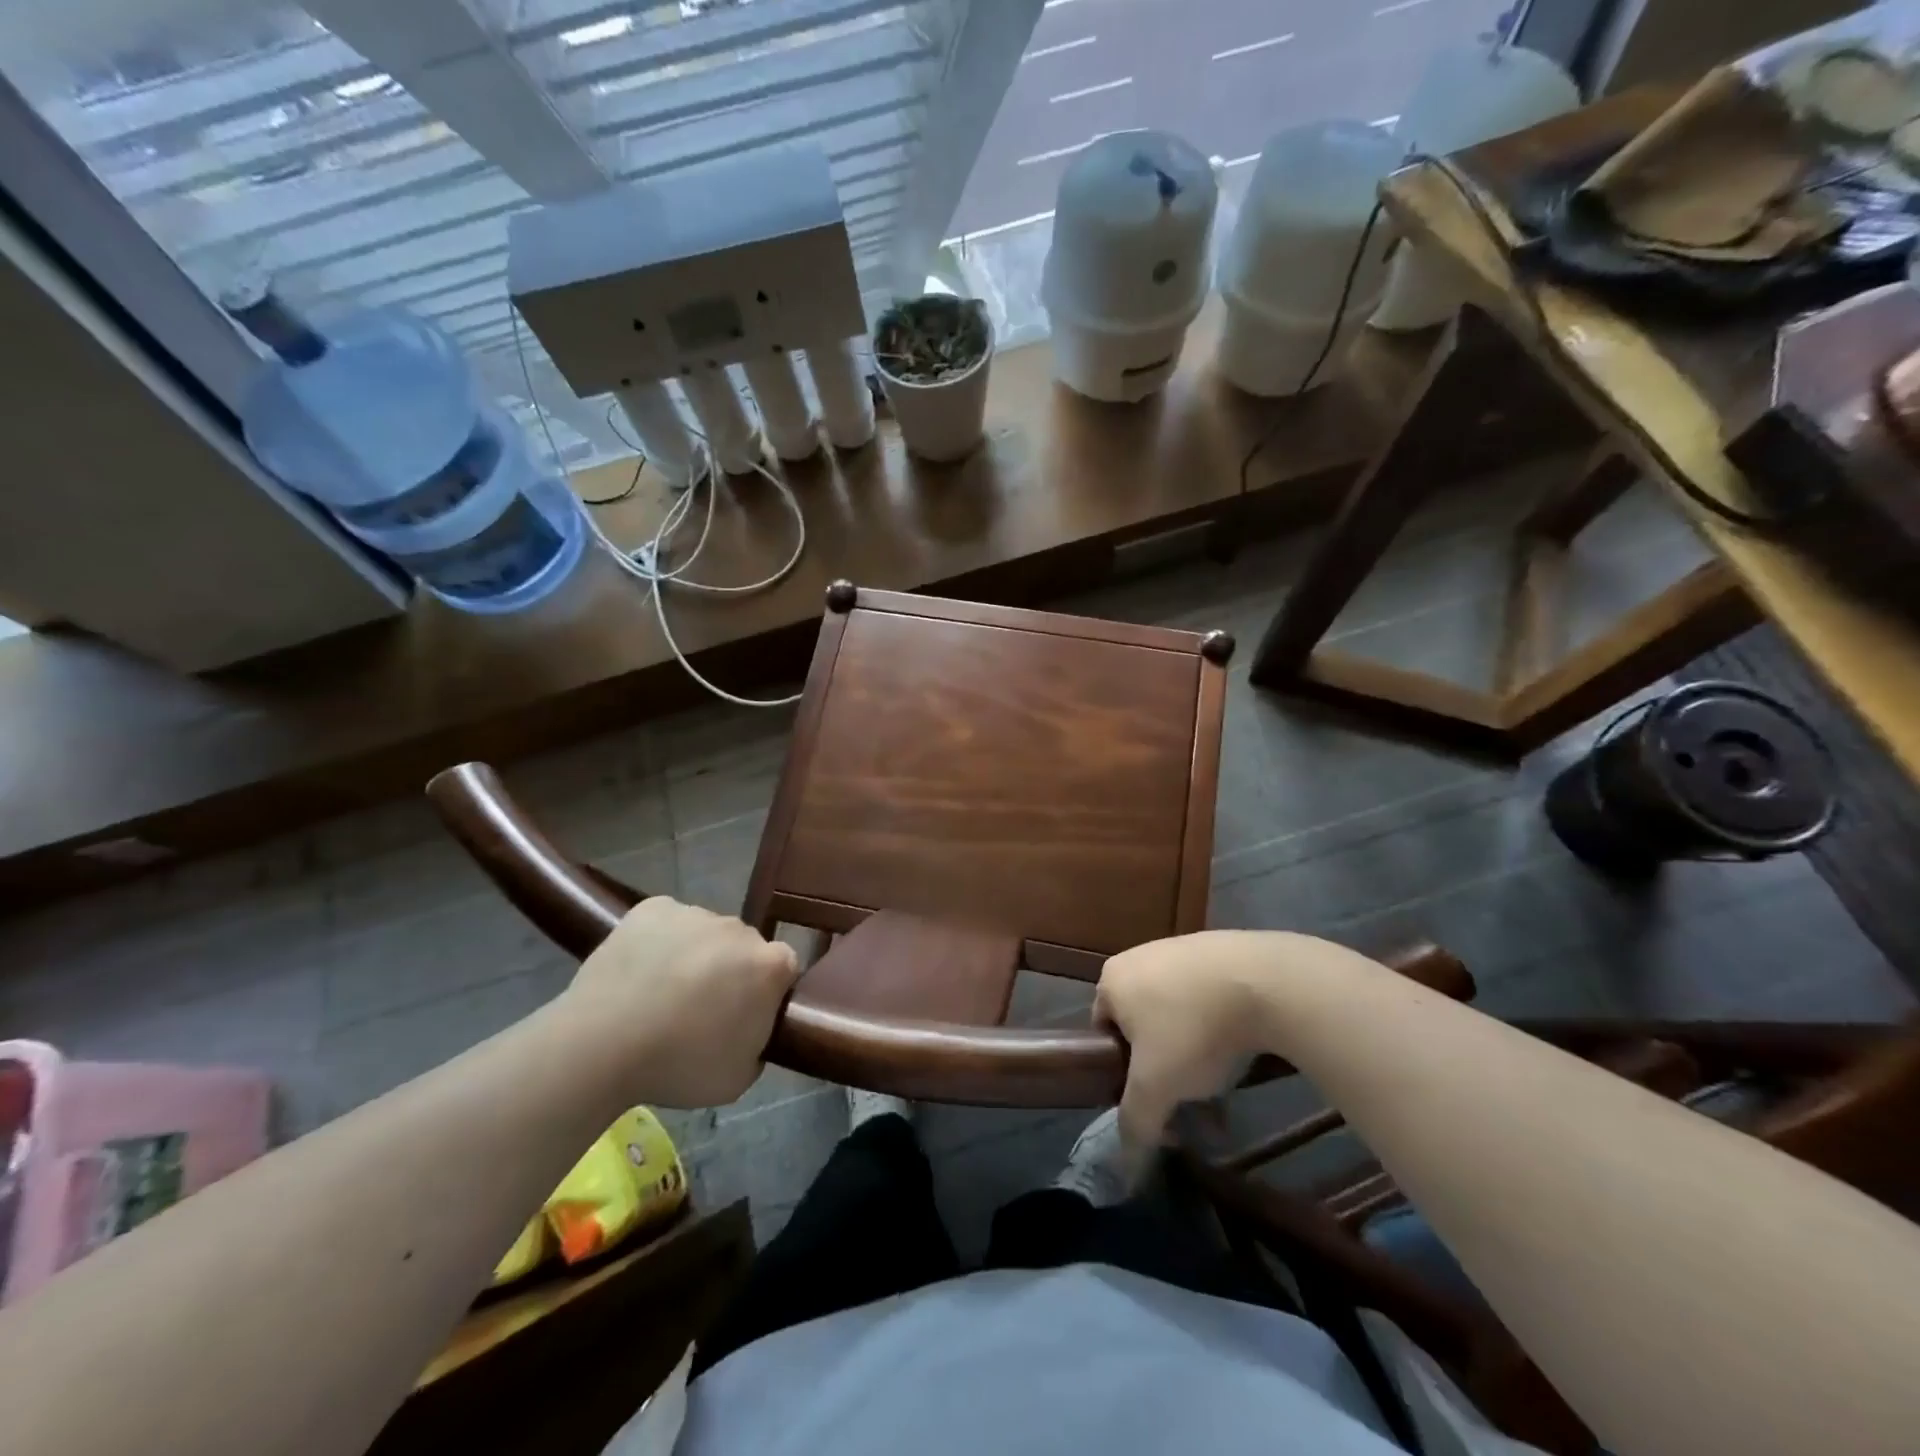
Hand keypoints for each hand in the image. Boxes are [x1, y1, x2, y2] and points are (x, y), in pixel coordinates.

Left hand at [557, 898, 800, 1108]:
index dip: (766, 991)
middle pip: (743, 947)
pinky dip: (659, 941)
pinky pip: (666, 922)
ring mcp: (695, 913)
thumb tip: (749, 1026)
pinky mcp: (653, 908)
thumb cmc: (679, 1066)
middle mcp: (740, 929)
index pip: (784, 968)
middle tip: (700, 1009)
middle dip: (730, 970)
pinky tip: (639, 971)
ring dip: (694, 955)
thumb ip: (758, 1044)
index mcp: (770, 965)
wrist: (603, 1045)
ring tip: (660, 992)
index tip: (744, 1015)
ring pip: (704, 933)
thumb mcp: (739, 1077)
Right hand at [1094, 930, 1353, 1146]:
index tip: (1153, 1099)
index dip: (1124, 1074)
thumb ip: (1136, 1123)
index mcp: (1112, 978)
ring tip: (1224, 1089)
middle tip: (1190, 1102)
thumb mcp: (1155, 1087)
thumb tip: (1128, 1169)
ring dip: (1196, 1056)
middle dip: (1166, 1069)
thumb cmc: (1193, 1030)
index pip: (1104, 1034)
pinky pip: (1210, 998)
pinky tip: (1244, 1052)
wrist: (1265, 981)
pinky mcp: (1221, 950)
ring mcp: (1182, 949)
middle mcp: (1140, 956)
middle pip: (1144, 1027)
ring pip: (1180, 1015)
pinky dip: (1221, 1028)